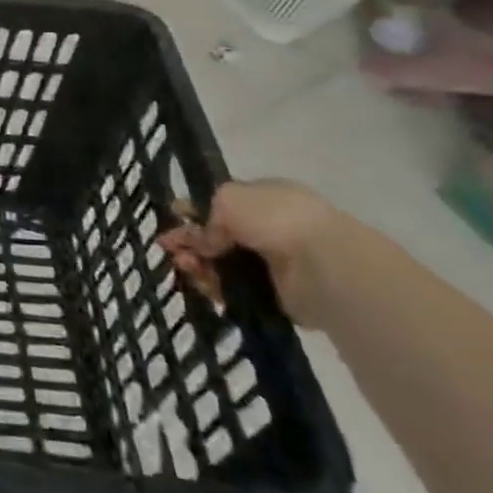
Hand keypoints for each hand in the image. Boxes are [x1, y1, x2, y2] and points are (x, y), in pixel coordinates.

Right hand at [158, 179, 356, 327]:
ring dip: (199, 263)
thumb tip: (204, 241)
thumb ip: (207, 216)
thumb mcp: (229, 198)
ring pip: (224, 263)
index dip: (195, 209)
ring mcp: (274, 263)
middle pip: (219, 235)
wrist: (324, 266)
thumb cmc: (276, 218)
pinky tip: (202, 283)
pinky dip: (216, 286)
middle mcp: (270, 228)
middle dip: (191, 240)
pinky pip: (236, 289)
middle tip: (168, 247)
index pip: (223, 202)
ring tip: (183, 265)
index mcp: (265, 197)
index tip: (173, 217)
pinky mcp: (276, 295)